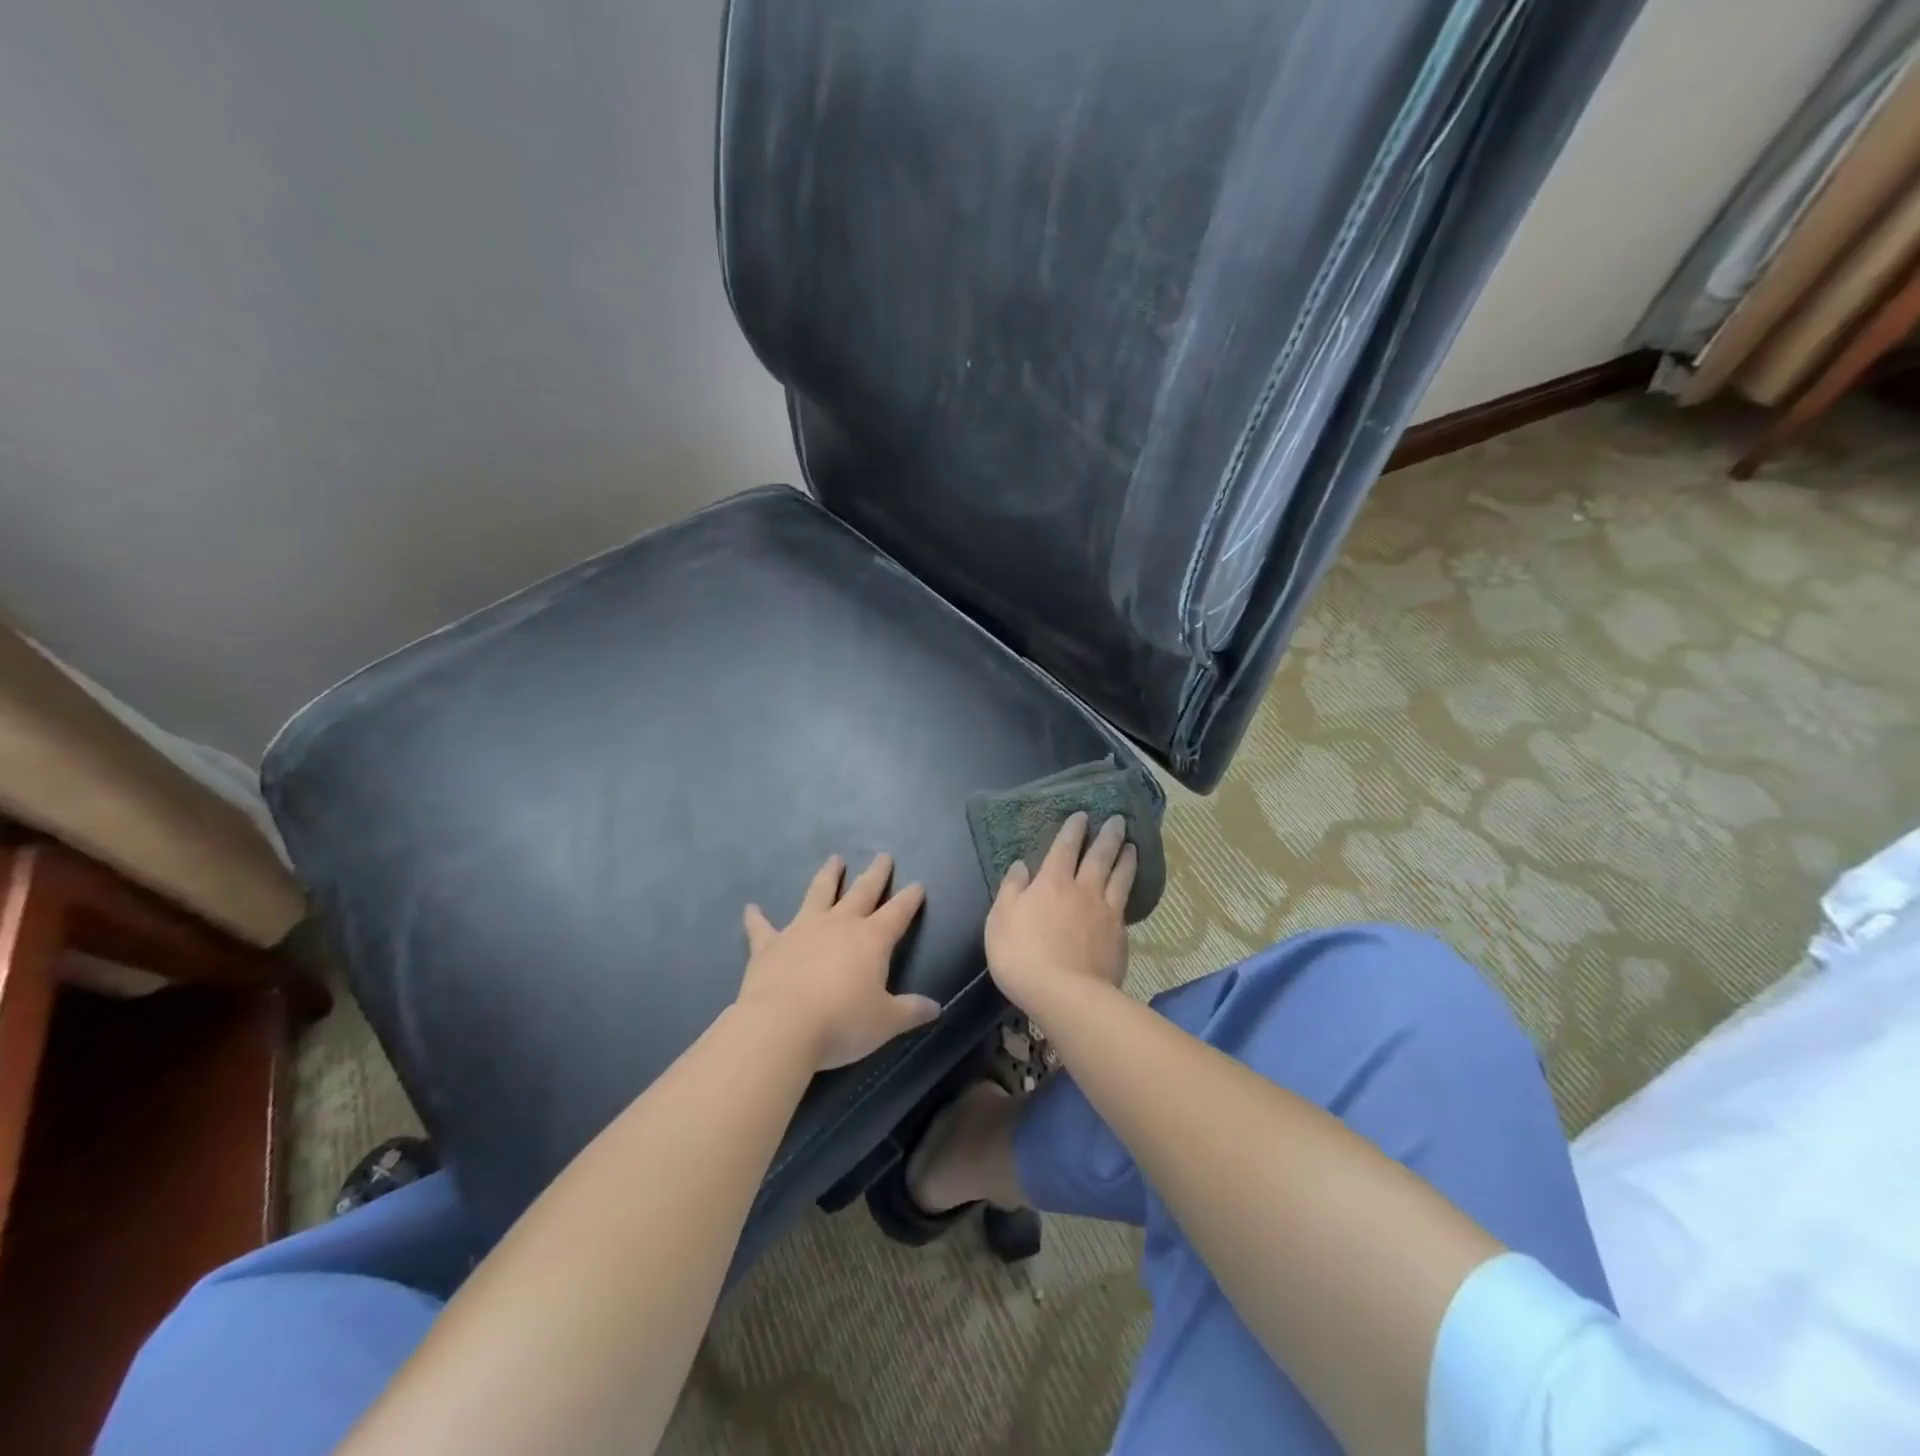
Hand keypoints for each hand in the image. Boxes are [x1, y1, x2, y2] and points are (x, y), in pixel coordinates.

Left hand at [738, 853, 939, 1070]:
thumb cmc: (842, 1022)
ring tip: (834, 859)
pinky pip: (762, 928)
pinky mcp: (769, 945)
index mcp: (872, 940)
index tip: (917, 884)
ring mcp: (802, 930)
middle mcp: (839, 925)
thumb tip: (936, 1008)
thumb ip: (910, 1011)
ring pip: (818, 894)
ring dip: (828, 876)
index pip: (898, 912)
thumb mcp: (886, 1022)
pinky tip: (751, 908)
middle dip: (875, 874)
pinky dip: (756, 918)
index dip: (909, 898)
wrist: (782, 1026)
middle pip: (862, 892)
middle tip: (883, 856)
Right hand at [984, 813, 1136, 1013]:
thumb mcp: (1000, 920)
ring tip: (1133, 846)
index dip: (1073, 830)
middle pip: (1099, 856)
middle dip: (1108, 836)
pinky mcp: (1120, 936)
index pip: (1064, 848)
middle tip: (1118, 820)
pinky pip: (1125, 905)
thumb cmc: (1022, 955)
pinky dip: (1129, 891)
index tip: (1082, 815)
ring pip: (1119, 877)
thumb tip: (1020, 866)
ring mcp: (1106, 912)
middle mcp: (1083, 890)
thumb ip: (1011, 890)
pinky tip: (1130, 891)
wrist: (1065, 994)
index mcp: (1051, 882)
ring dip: (1126, 859)